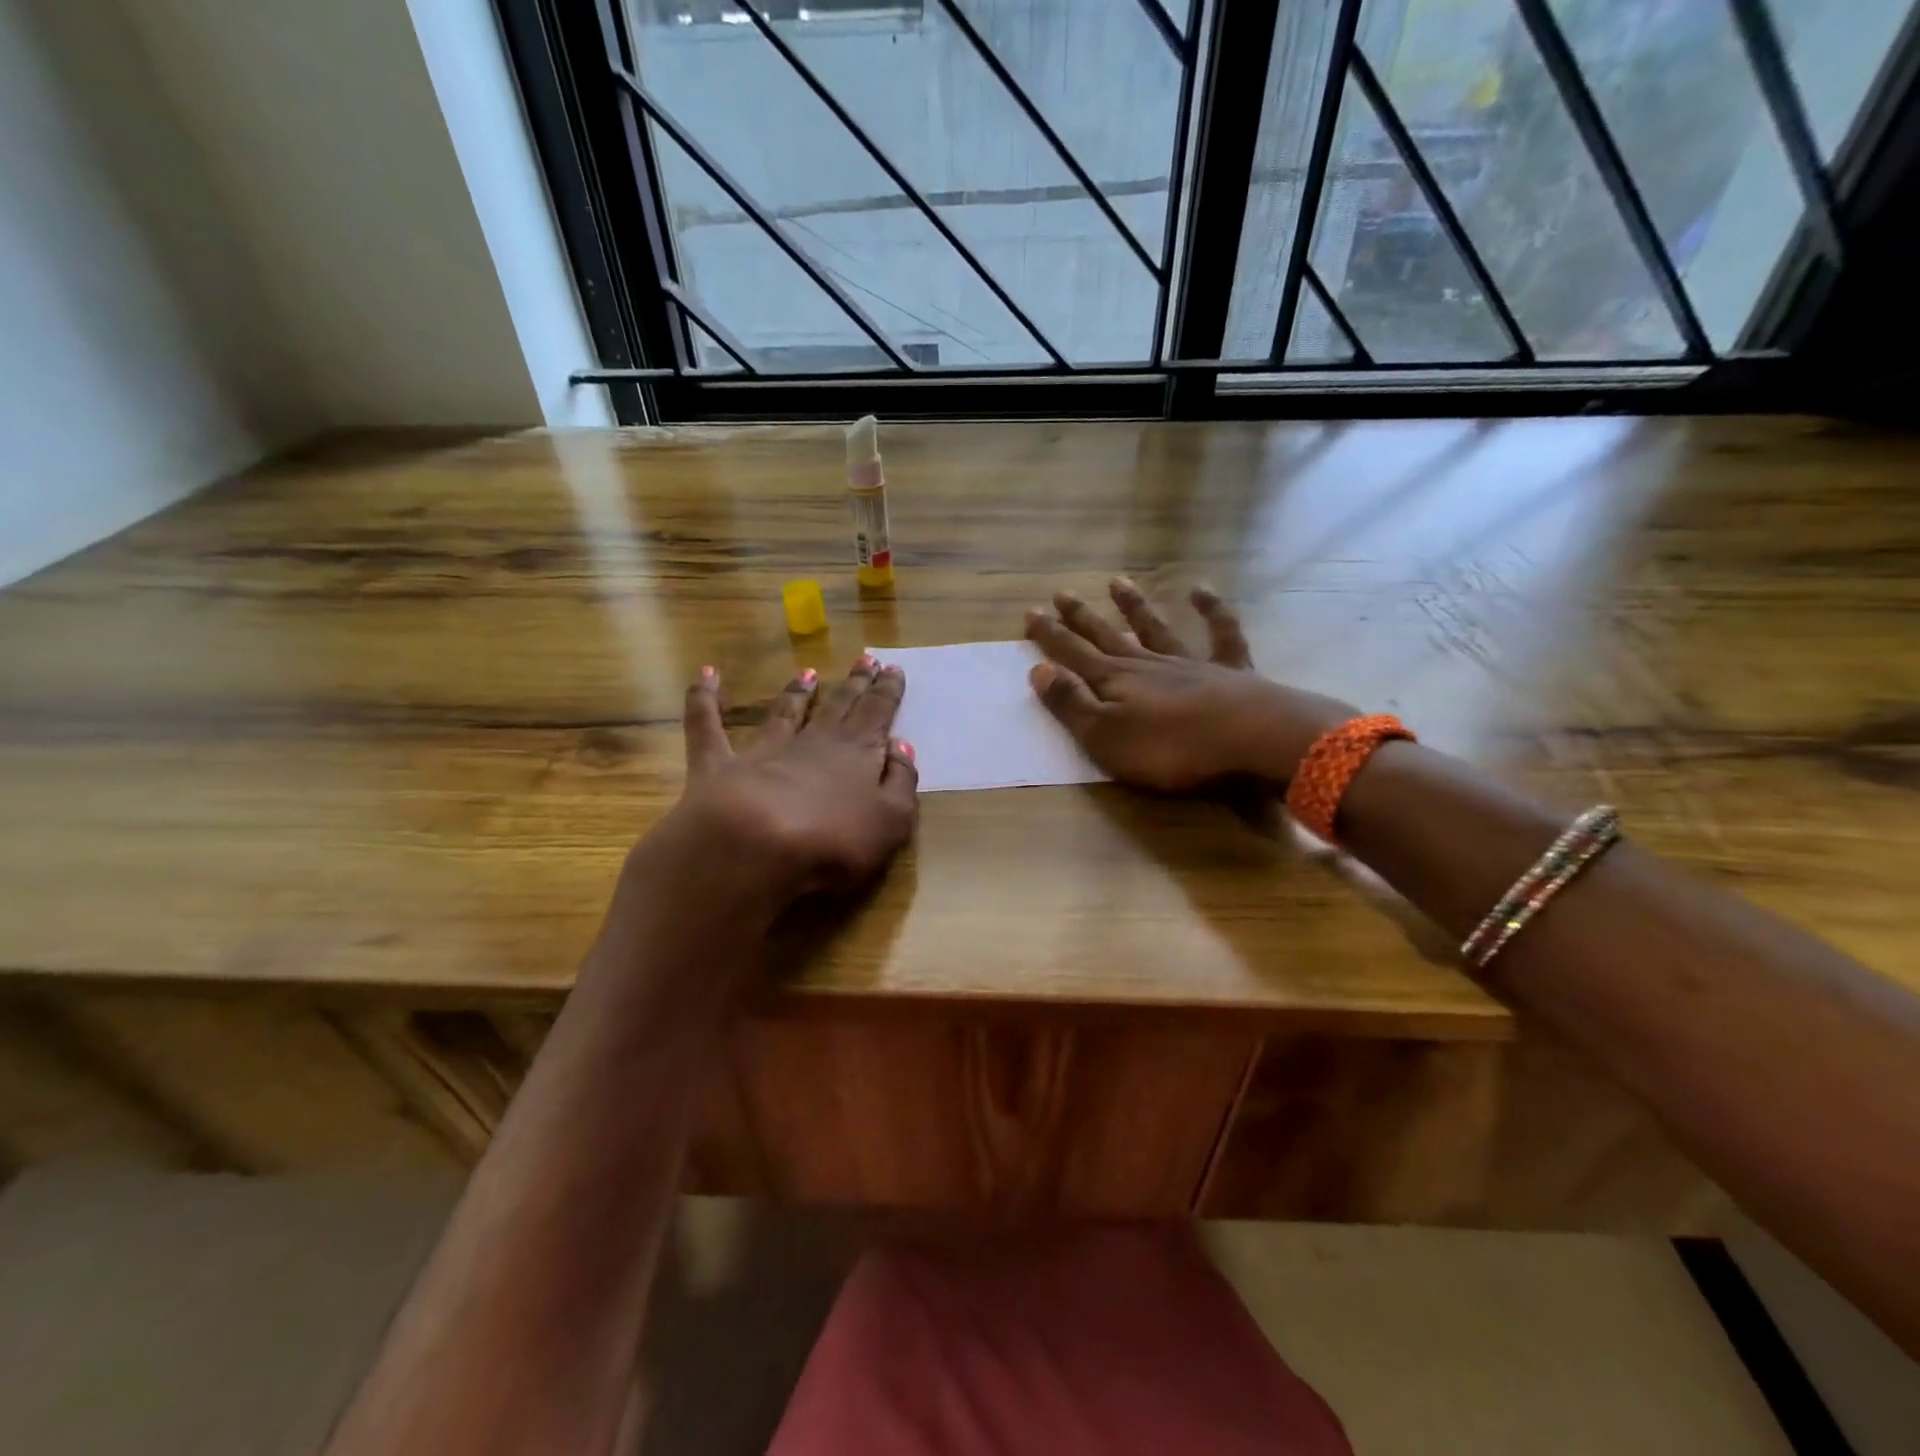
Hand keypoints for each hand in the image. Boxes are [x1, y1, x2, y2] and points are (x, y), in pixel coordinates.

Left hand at [643, 656, 918, 913]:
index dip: (887, 691)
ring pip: (784, 712)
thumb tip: (901, 747)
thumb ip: (901, 782)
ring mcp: (764, 751)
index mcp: (858, 754)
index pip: (877, 713)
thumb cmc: (835, 841)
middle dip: (854, 684)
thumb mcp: (892, 820)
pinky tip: (706, 674)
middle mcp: (813, 743)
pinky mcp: (719, 765)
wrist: (755, 847)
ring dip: (796, 692)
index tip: (892, 668)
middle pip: (838, 705)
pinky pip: (708, 724)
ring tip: (806, 672)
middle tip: (864, 660)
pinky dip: (704, 698)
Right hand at [1024, 580, 1356, 790]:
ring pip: (1156, 628)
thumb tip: (1039, 670)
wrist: (1252, 739)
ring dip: (1135, 607)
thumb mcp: (1106, 737)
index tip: (1030, 612)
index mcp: (1115, 682)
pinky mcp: (1231, 671)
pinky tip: (1202, 590)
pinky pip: (1221, 632)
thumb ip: (1071, 704)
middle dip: (1081, 618)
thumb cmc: (1171, 749)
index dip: (1050, 636)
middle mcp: (1148, 665)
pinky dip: (1212, 610)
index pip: (1073, 655)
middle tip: (1061, 593)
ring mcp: (1191, 663)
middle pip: (1108, 636)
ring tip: (1118, 581)